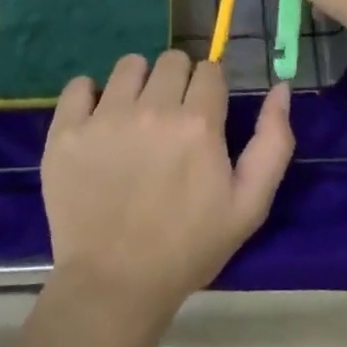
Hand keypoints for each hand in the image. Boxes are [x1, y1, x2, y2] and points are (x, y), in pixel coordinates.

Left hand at [41, 51, 293, 322]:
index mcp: (198, 123)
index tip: (204, 115)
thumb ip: (273, 142)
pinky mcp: (66, 132)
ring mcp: (105, 118)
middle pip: (171, 60)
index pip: (209, 70)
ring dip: (138, 84)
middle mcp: (152, 109)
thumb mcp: (249, 204)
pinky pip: (79, 85)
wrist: (115, 286)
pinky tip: (97, 122)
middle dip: (178, 82)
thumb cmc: (189, 247)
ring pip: (129, 65)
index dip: (210, 90)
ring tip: (135, 118)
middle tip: (171, 120)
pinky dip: (90, 96)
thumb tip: (280, 88)